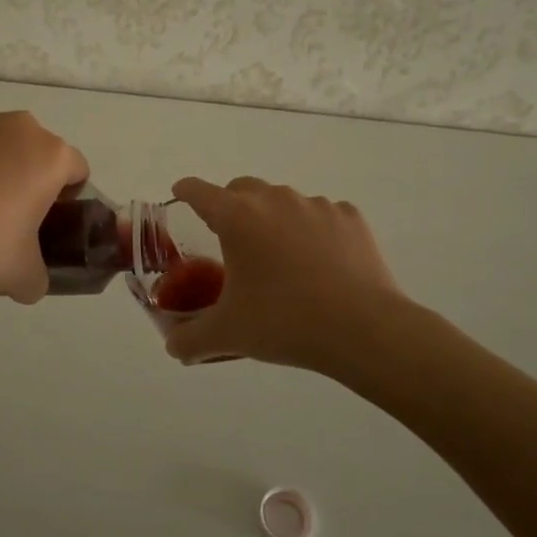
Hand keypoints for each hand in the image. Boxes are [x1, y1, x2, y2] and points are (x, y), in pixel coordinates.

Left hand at [0, 106, 88, 305]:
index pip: (74, 169)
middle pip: (33, 147)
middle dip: (25, 172)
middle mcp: (17, 125)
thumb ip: (41, 273)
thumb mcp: (27, 278)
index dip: (65, 195)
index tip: (44, 219)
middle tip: (2, 212)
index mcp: (50, 156)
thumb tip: (31, 276)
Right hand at [163, 176, 405, 370]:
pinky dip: (313, 231)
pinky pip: (321, 216)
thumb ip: (190, 339)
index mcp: (237, 217)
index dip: (185, 192)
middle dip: (231, 207)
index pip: (199, 191)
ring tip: (280, 258)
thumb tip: (173, 347)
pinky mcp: (349, 218)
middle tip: (231, 241)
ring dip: (274, 220)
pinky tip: (319, 263)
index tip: (180, 197)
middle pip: (242, 189)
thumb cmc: (284, 323)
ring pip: (283, 201)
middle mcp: (274, 199)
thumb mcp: (228, 335)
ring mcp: (316, 205)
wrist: (363, 329)